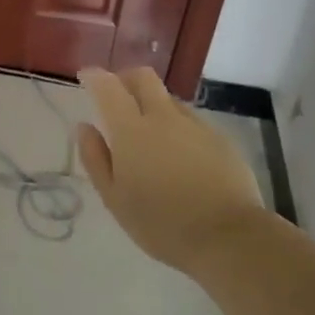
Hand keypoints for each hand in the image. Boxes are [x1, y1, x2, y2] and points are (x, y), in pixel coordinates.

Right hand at [75, 66, 263, 269]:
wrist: (229, 237)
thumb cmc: (161, 223)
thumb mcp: (114, 199)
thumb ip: (95, 159)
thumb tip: (85, 128)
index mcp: (132, 130)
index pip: (109, 87)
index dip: (94, 77)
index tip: (85, 77)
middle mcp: (164, 117)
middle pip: (144, 77)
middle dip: (126, 78)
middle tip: (116, 95)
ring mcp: (196, 126)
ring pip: (168, 99)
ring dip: (152, 105)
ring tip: (148, 134)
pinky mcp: (220, 139)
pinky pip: (191, 121)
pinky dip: (176, 127)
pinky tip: (178, 155)